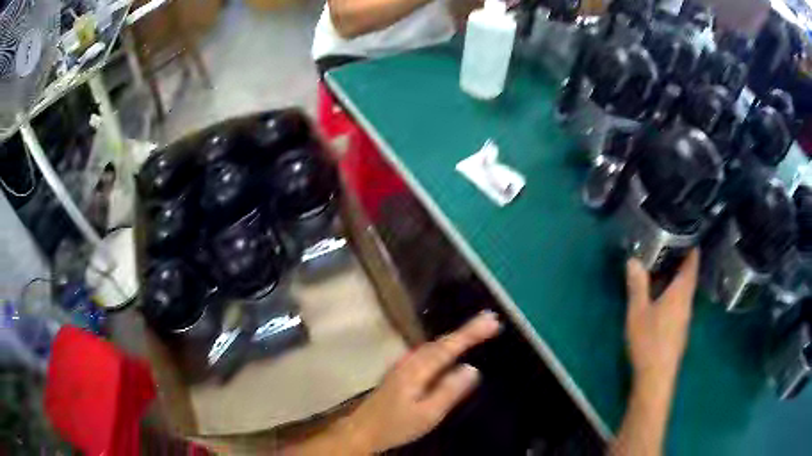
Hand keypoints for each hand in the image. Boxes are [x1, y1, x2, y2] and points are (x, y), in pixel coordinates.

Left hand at [340, 311, 501, 452]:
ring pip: (433, 346)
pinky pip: (427, 353)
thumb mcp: (427, 414)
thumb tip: (472, 369)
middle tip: (490, 321)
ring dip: (455, 337)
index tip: (492, 320)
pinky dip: (443, 347)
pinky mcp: (399, 372)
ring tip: (476, 330)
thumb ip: (449, 391)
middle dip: (466, 330)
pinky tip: (448, 350)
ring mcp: (402, 366)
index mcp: (417, 370)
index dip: (471, 332)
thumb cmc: (395, 425)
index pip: (448, 347)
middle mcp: (409, 362)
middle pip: (441, 342)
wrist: (361, 431)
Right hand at [624, 250, 698, 393]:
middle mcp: (687, 302)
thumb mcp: (638, 312)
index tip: (686, 230)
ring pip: (683, 289)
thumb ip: (637, 285)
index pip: (692, 262)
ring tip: (660, 265)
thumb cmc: (649, 342)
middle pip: (688, 275)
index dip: (692, 245)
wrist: (656, 378)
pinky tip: (659, 295)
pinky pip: (678, 302)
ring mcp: (684, 317)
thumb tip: (633, 259)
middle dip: (679, 259)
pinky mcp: (679, 329)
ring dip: (674, 277)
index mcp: (681, 292)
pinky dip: (671, 291)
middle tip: (665, 243)